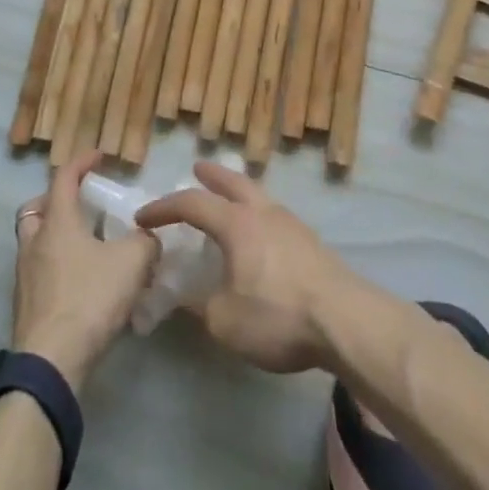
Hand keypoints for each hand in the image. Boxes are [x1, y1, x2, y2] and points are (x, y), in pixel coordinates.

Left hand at [11, 151, 158, 391]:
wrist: (51, 363)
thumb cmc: (88, 300)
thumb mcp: (131, 264)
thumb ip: (145, 243)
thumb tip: (148, 238)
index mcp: (57, 223)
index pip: (64, 178)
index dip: (82, 162)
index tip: (99, 156)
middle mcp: (35, 242)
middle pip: (37, 208)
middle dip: (57, 201)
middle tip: (81, 206)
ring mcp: (25, 276)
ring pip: (35, 241)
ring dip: (56, 236)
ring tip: (87, 246)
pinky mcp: (26, 306)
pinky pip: (39, 272)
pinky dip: (57, 267)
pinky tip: (82, 283)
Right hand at [135, 161, 362, 373]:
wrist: (345, 321)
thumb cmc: (278, 315)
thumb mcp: (225, 321)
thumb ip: (199, 306)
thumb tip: (183, 296)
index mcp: (237, 223)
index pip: (192, 203)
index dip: (164, 208)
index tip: (143, 218)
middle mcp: (263, 212)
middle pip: (233, 182)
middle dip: (211, 175)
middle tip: (196, 168)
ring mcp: (291, 224)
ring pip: (258, 195)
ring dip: (238, 192)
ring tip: (229, 199)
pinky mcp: (311, 243)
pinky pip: (274, 215)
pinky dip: (257, 213)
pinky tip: (259, 234)